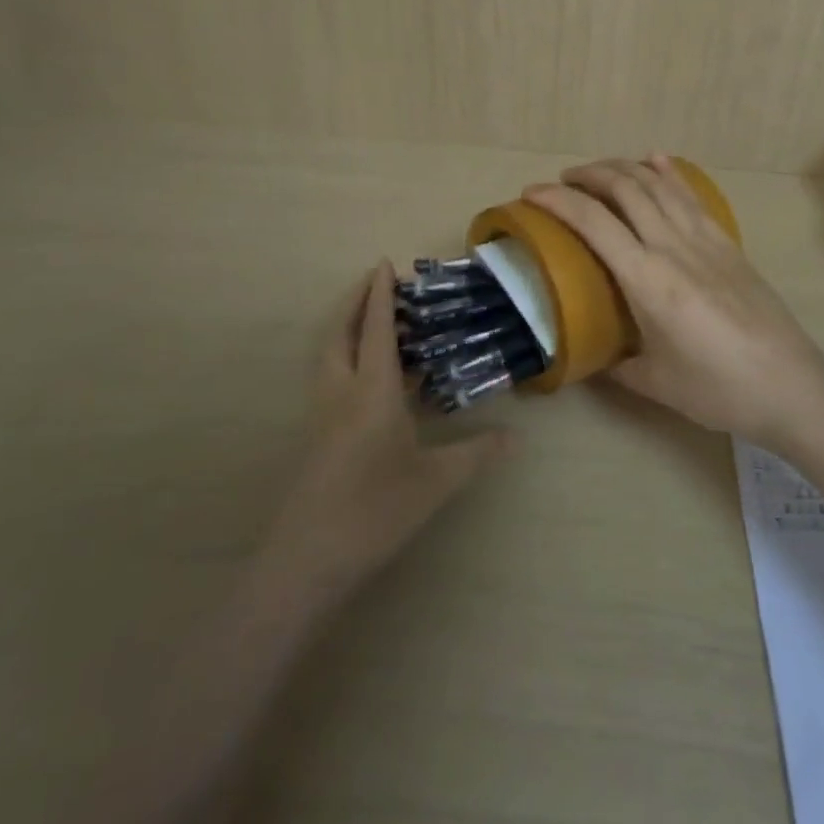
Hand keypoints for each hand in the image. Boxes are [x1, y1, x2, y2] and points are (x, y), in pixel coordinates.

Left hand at [261, 264, 510, 601]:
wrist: (307, 559)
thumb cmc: (375, 510)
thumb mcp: (436, 482)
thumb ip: (476, 454)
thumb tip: (515, 437)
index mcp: (371, 391)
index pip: (376, 329)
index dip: (380, 294)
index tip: (384, 263)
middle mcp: (341, 391)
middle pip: (341, 332)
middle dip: (356, 301)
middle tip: (376, 282)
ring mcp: (323, 413)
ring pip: (330, 354)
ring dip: (348, 327)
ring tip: (373, 320)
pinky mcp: (316, 434)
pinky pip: (331, 377)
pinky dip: (347, 356)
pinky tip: (370, 377)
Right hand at [523, 155, 823, 443]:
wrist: (791, 385)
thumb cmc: (717, 389)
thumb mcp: (654, 383)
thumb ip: (615, 365)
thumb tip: (590, 355)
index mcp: (647, 280)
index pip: (593, 222)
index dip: (557, 200)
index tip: (531, 193)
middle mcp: (673, 247)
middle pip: (626, 188)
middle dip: (588, 174)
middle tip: (563, 181)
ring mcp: (705, 239)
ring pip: (658, 183)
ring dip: (624, 167)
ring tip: (600, 171)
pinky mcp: (728, 243)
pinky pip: (691, 195)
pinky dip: (667, 172)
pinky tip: (655, 161)